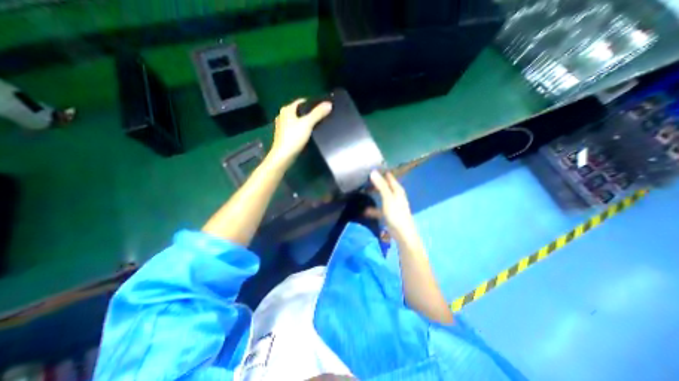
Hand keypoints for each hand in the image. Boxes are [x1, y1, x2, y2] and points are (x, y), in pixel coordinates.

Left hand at [268, 100, 331, 165]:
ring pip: (297, 121)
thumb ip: (318, 113)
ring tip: (317, 125)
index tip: (322, 107)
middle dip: (309, 113)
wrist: (283, 156)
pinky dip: (302, 129)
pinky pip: (295, 129)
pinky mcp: (284, 136)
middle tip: (321, 116)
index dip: (312, 103)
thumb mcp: (308, 123)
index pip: (301, 101)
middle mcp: (282, 116)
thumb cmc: (294, 137)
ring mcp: (282, 127)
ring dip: (305, 122)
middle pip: (299, 111)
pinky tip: (308, 134)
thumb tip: (329, 104)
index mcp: (287, 110)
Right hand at [370, 170, 422, 246]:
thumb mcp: (388, 198)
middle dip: (375, 182)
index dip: (381, 172)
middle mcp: (395, 195)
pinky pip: (379, 207)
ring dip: (373, 193)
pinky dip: (373, 208)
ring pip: (381, 195)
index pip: (389, 176)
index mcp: (397, 190)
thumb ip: (381, 185)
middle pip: (384, 185)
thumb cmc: (396, 214)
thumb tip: (373, 171)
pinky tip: (365, 210)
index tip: (370, 168)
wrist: (402, 234)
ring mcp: (392, 204)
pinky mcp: (389, 213)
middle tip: (363, 179)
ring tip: (362, 190)